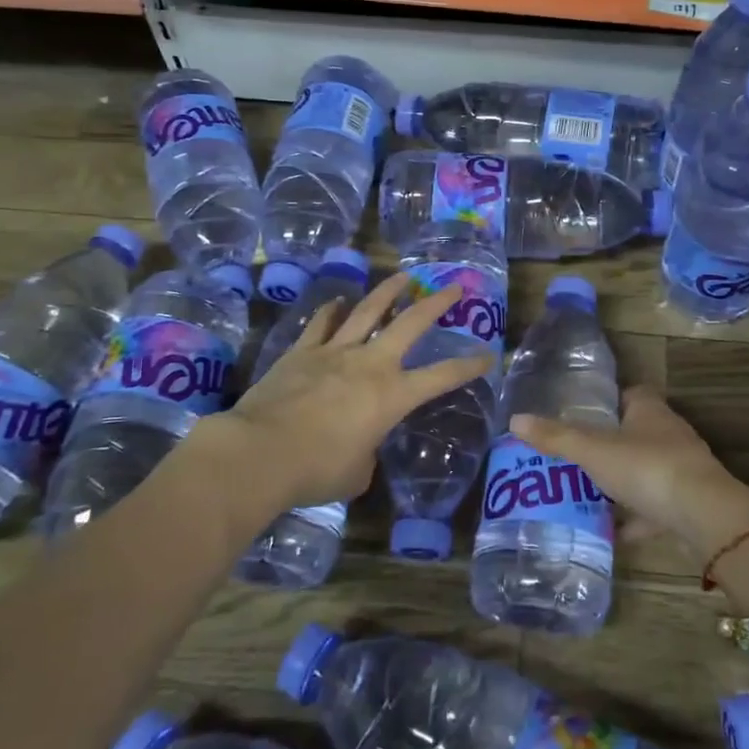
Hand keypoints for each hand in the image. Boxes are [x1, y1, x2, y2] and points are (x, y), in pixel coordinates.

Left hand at [190, 272, 493, 517]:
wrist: (260, 453)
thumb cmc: (316, 470)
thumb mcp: (356, 472)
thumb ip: (367, 453)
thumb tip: (360, 446)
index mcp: (392, 396)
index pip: (442, 376)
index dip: (469, 366)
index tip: (488, 355)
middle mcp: (370, 364)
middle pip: (410, 323)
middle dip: (436, 303)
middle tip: (454, 287)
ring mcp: (334, 352)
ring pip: (368, 311)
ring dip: (388, 291)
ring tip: (403, 276)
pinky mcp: (302, 352)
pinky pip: (321, 324)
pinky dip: (332, 311)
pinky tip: (338, 301)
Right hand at [510, 387, 748, 561]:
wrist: (704, 515)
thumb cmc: (647, 467)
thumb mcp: (593, 450)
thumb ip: (556, 437)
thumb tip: (515, 420)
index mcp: (649, 410)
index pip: (630, 394)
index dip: (608, 401)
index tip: (582, 414)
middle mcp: (669, 433)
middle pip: (636, 433)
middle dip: (610, 444)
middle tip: (575, 457)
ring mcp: (681, 469)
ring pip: (646, 470)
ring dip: (622, 482)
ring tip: (586, 493)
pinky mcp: (688, 503)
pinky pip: (655, 507)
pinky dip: (636, 518)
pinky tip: (612, 532)